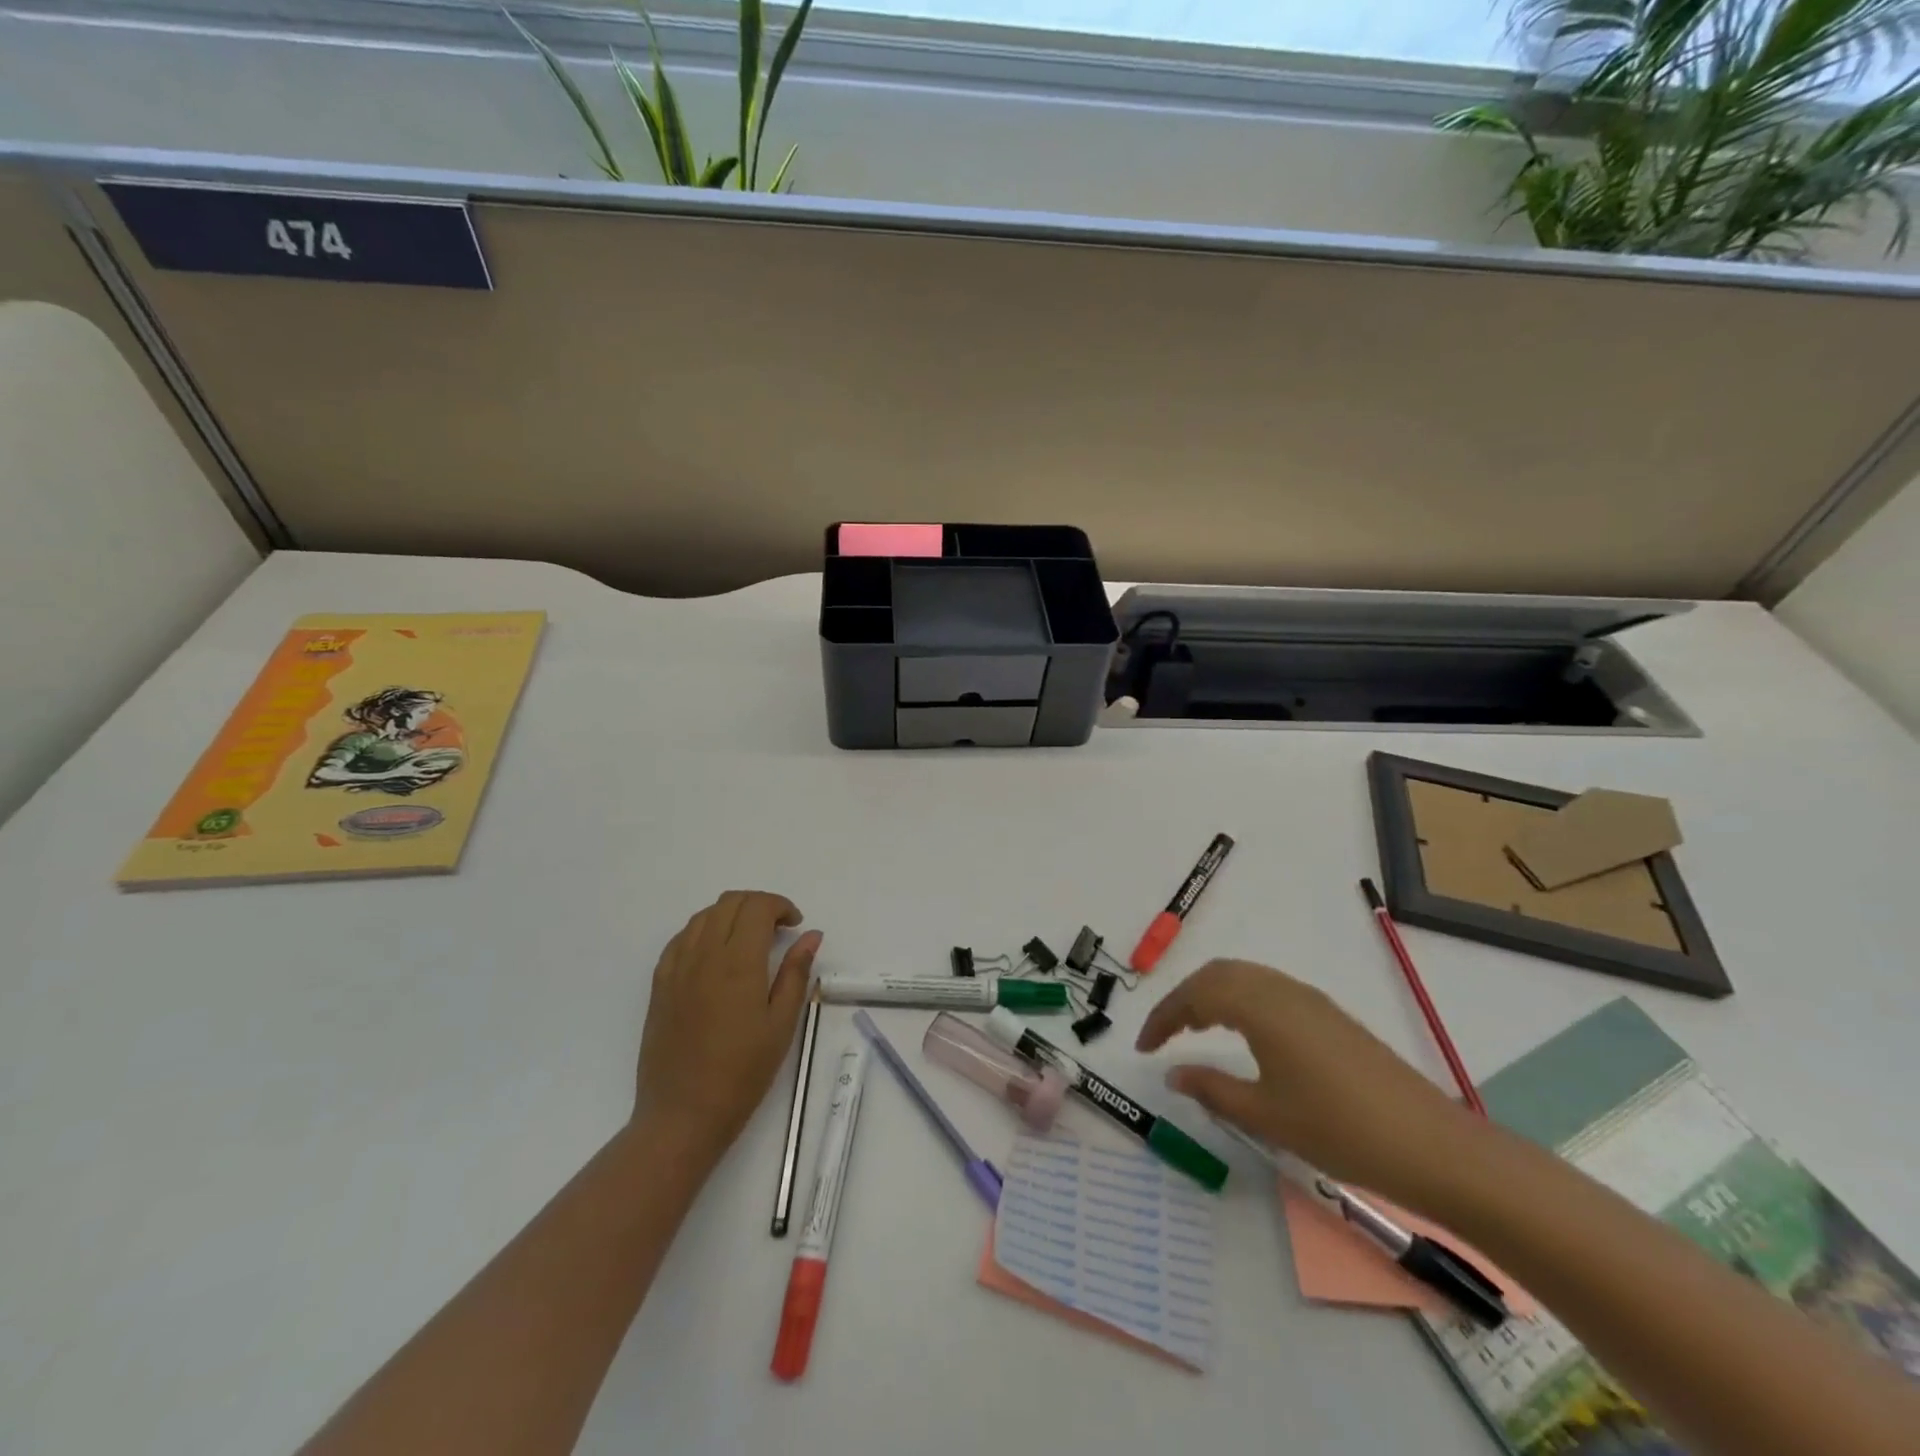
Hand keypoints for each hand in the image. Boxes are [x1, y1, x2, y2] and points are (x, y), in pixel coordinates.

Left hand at [633, 891, 820, 1165]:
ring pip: (703, 915)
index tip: (795, 925)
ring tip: (749, 940)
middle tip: (778, 930)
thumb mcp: (781, 1024)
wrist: (683, 1114)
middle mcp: (704, 955)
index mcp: (738, 962)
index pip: (757, 907)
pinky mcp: (659, 984)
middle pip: (730, 902)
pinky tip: (716, 955)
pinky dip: (704, 931)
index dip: (780, 906)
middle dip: (759, 904)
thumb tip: (811, 935)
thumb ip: (795, 972)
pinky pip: (681, 938)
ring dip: (731, 914)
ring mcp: (676, 967)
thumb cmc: (742, 1073)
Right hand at [1136, 959, 1478, 1204]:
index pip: (1195, 995)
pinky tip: (1243, 1035)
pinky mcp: (1329, 1015)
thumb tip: (1173, 1073)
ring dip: (1212, 995)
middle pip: (1218, 974)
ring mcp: (1309, 999)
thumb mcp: (1265, 1115)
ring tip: (1197, 1032)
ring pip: (1245, 977)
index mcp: (1260, 1006)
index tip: (1143, 1047)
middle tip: (1165, 1035)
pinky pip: (1268, 989)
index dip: (1163, 1018)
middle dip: (1184, 999)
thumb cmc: (1339, 1130)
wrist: (1431, 1146)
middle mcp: (1281, 989)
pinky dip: (1240, 1000)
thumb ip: (1212, 1089)